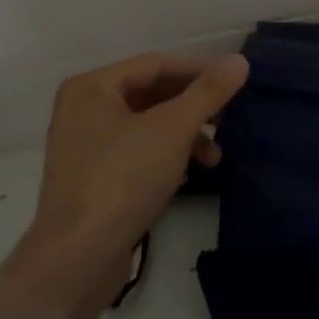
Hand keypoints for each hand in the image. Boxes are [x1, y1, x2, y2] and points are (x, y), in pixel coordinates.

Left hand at [18, 52, 249, 303]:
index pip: (155, 64)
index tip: (236, 82)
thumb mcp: (172, 129)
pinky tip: (191, 174)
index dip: (198, 70)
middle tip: (229, 117)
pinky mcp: (93, 180)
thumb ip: (208, 92)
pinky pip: (137, 153)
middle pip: (150, 94)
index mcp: (92, 87)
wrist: (78, 258)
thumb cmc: (123, 178)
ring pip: (146, 126)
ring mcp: (85, 147)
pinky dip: (166, 156)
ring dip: (184, 135)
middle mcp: (83, 110)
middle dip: (192, 107)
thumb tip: (240, 60)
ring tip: (216, 155)